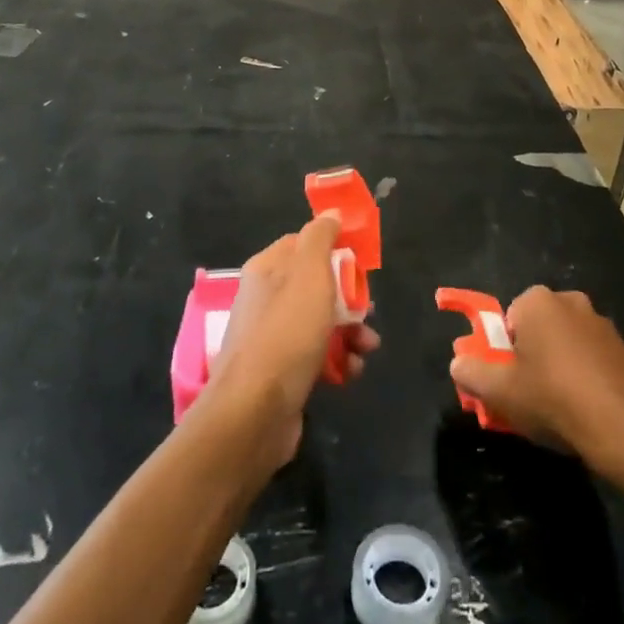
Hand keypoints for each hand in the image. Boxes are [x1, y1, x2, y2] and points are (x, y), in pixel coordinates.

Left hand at [204, 214, 380, 467]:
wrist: (255, 411)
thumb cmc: (286, 333)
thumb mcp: (309, 274)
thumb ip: (320, 239)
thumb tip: (330, 212)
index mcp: (267, 269)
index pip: (303, 244)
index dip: (334, 249)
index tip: (361, 262)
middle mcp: (266, 299)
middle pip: (317, 285)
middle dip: (349, 298)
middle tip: (367, 310)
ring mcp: (272, 337)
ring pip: (321, 322)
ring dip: (350, 332)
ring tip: (367, 347)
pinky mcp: (282, 372)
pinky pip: (317, 356)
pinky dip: (338, 361)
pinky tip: (350, 372)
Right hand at [449, 287, 623, 473]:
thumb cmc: (554, 398)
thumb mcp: (500, 391)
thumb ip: (471, 372)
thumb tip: (458, 362)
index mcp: (538, 301)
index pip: (508, 317)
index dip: (503, 349)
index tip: (506, 379)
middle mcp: (572, 302)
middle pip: (538, 329)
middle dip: (530, 356)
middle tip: (527, 393)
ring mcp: (603, 325)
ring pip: (566, 344)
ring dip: (558, 367)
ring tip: (556, 407)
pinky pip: (592, 360)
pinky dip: (584, 377)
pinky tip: (584, 410)